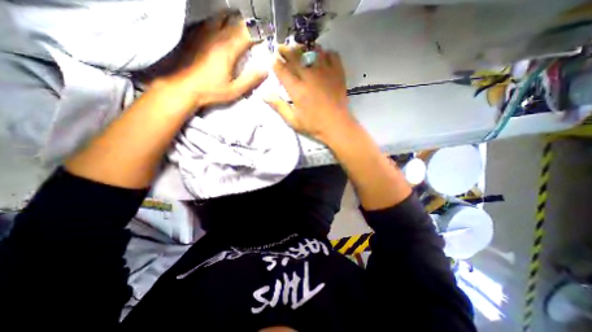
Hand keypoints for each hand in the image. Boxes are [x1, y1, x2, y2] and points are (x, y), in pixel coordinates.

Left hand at [167, 11, 267, 107]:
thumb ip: (250, 80)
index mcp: (228, 49)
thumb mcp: (234, 90)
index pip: (248, 32)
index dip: (260, 32)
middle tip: (256, 31)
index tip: (267, 35)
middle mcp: (216, 35)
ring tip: (241, 28)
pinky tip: (222, 31)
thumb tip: (264, 71)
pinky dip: (220, 22)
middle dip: (249, 24)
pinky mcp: (194, 33)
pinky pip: (209, 20)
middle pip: (236, 19)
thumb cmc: (209, 90)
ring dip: (234, 20)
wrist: (181, 86)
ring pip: (222, 15)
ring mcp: (203, 32)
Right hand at [264, 44, 354, 141]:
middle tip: (282, 48)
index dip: (276, 63)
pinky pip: (331, 54)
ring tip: (300, 50)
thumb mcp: (293, 120)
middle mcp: (310, 76)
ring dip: (304, 49)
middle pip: (295, 56)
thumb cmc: (313, 125)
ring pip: (312, 51)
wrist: (336, 126)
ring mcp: (325, 72)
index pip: (282, 70)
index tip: (273, 59)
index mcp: (297, 89)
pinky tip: (321, 57)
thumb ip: (279, 106)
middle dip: (286, 50)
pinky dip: (325, 53)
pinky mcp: (338, 73)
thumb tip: (264, 95)